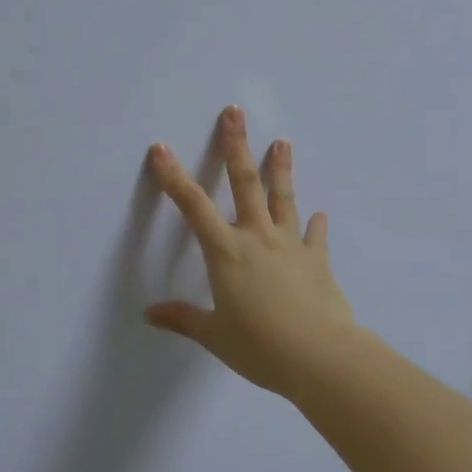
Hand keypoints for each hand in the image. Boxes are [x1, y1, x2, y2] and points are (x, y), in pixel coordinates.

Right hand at [145, 106, 356, 398]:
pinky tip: (321, 214)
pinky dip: (316, 224)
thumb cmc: (260, 347)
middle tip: (235, 113)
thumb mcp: (215, 336)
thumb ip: (183, 319)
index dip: (174, 177)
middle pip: (245, 183)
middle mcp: (257, 238)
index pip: (193, 207)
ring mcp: (291, 245)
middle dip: (236, 146)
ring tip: (282, 142)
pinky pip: (315, 237)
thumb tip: (150, 313)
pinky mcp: (317, 260)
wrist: (321, 357)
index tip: (161, 149)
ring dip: (281, 168)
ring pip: (283, 198)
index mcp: (226, 253)